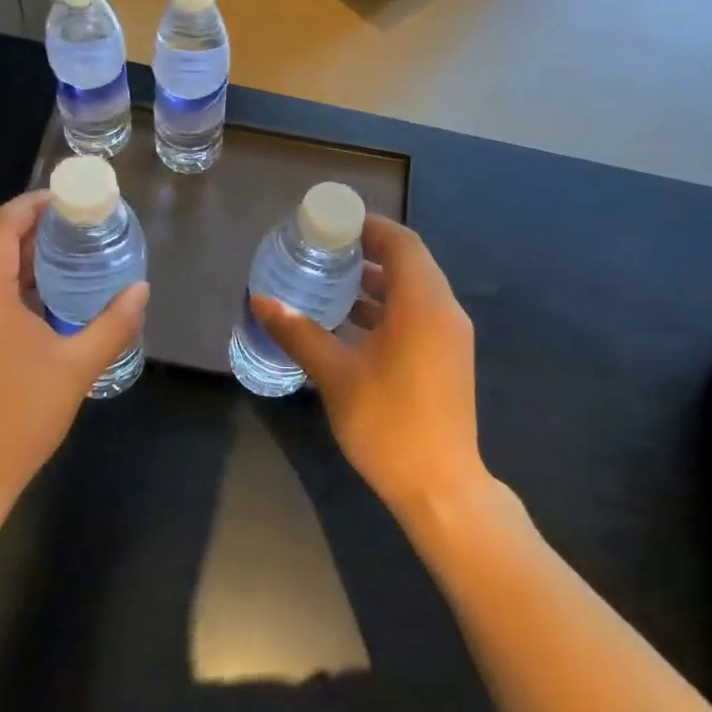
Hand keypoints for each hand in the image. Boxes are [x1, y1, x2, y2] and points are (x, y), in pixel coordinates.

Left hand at [0, 191, 148, 500]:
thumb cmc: (21, 419)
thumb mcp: (77, 369)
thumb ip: (114, 323)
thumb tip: (141, 289)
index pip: (0, 229)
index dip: (30, 206)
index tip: (62, 199)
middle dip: (17, 222)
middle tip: (59, 223)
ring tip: (44, 250)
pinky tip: (18, 289)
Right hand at [251, 215, 486, 514]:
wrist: (441, 487)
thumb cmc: (388, 424)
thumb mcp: (336, 375)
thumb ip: (299, 332)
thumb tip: (261, 300)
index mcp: (422, 304)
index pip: (400, 242)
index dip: (366, 226)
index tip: (328, 224)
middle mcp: (444, 310)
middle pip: (408, 262)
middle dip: (366, 250)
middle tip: (321, 250)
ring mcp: (450, 335)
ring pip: (413, 289)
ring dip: (375, 280)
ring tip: (329, 281)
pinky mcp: (447, 356)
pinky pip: (417, 312)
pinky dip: (386, 306)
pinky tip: (349, 322)